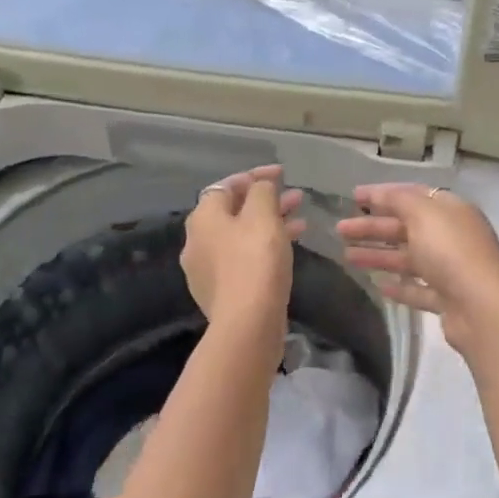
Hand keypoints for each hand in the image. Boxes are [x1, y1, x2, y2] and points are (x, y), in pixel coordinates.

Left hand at [181, 166, 305, 346]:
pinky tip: (286, 252)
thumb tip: (260, 186)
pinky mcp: (221, 292)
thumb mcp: (263, 216)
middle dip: (267, 202)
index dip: (256, 176)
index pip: (227, 185)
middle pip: (234, 212)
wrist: (247, 323)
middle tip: (298, 199)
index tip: (283, 174)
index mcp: (203, 218)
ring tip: (301, 224)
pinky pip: (243, 260)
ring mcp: (206, 270)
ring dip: (270, 226)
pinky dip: (263, 249)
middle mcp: (197, 241)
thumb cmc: (255, 261)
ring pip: (241, 237)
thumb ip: (262, 192)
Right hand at [336, 184, 498, 353]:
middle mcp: (452, 237)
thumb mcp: (423, 214)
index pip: (413, 196)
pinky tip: (378, 285)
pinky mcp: (447, 299)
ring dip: (379, 255)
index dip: (382, 195)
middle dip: (372, 228)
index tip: (353, 197)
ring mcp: (451, 270)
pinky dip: (399, 286)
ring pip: (409, 259)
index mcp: (451, 211)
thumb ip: (399, 200)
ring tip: (347, 257)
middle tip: (340, 230)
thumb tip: (382, 194)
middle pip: (406, 228)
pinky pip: (419, 289)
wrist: (481, 308)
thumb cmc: (451, 252)